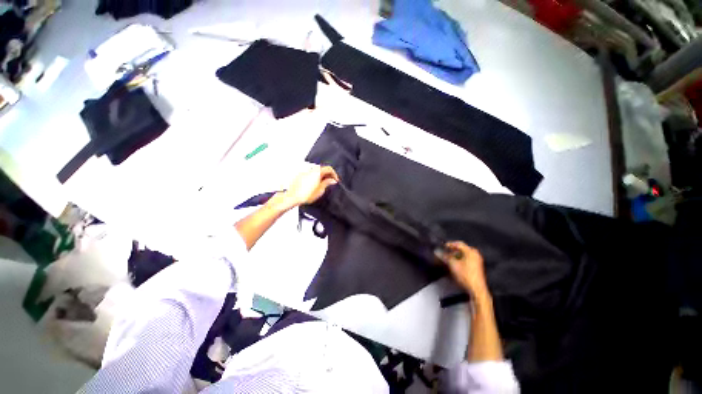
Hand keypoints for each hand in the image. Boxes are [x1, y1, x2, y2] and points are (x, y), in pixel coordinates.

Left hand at [279, 165, 339, 209]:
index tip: (335, 180)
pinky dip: (314, 177)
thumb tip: (332, 180)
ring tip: (322, 184)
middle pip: (322, 169)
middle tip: (330, 182)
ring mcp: (304, 172)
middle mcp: (310, 170)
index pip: (329, 168)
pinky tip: (314, 185)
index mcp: (317, 172)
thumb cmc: (304, 195)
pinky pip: (310, 173)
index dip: (334, 174)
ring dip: (321, 176)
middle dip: (328, 175)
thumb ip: (327, 183)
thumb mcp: (320, 190)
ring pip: (316, 171)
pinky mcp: (300, 175)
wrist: (292, 197)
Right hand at [438, 241, 489, 298]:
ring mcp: (477, 260)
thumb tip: (437, 252)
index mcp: (471, 252)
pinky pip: (468, 258)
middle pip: (462, 248)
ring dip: (456, 254)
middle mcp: (475, 254)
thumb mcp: (453, 265)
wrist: (476, 289)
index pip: (459, 244)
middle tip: (446, 251)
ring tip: (449, 258)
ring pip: (465, 253)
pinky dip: (461, 258)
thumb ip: (445, 257)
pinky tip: (456, 262)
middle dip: (453, 250)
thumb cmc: (465, 276)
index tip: (443, 246)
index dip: (450, 244)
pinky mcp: (477, 266)